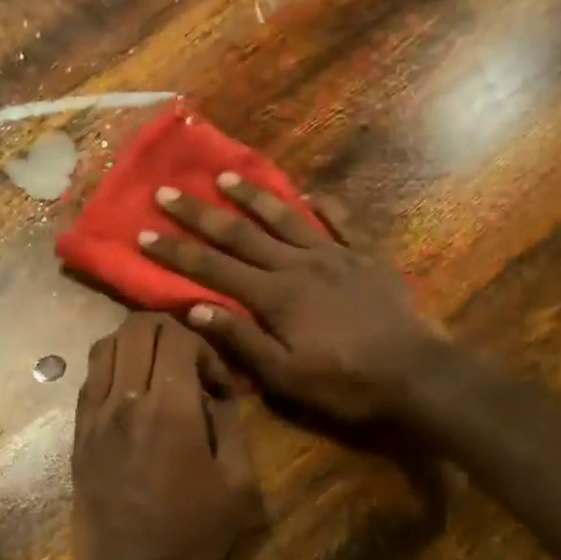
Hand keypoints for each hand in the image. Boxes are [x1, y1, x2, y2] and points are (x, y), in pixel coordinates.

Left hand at [72, 313, 258, 559]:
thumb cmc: (192, 535)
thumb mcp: (239, 483)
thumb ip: (231, 423)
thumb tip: (216, 390)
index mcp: (170, 410)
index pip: (178, 336)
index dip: (204, 347)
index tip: (216, 383)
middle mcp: (125, 401)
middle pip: (137, 327)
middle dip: (170, 332)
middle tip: (188, 365)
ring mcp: (94, 415)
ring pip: (106, 344)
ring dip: (137, 346)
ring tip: (157, 374)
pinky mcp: (78, 433)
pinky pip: (90, 377)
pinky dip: (113, 368)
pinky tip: (132, 395)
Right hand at [137, 175, 444, 423]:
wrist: (415, 375)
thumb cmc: (344, 383)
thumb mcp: (284, 375)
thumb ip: (241, 340)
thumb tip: (193, 310)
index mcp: (274, 296)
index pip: (213, 269)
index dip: (177, 253)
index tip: (145, 233)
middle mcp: (299, 265)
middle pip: (241, 234)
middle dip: (201, 214)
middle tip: (168, 192)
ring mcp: (336, 255)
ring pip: (286, 218)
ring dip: (253, 197)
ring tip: (225, 176)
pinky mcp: (367, 257)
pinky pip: (343, 222)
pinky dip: (326, 206)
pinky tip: (311, 194)